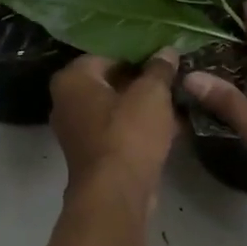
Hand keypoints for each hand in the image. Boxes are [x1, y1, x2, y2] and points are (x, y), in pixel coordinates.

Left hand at [49, 51, 180, 206]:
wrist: (116, 194)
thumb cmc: (128, 133)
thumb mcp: (152, 93)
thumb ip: (160, 69)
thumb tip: (167, 51)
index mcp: (72, 80)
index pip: (107, 54)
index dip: (138, 54)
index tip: (164, 58)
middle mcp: (67, 103)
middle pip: (111, 82)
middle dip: (143, 82)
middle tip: (174, 78)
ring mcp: (78, 132)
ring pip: (118, 109)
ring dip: (146, 107)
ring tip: (179, 100)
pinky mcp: (94, 156)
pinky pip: (120, 132)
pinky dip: (141, 129)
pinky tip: (174, 127)